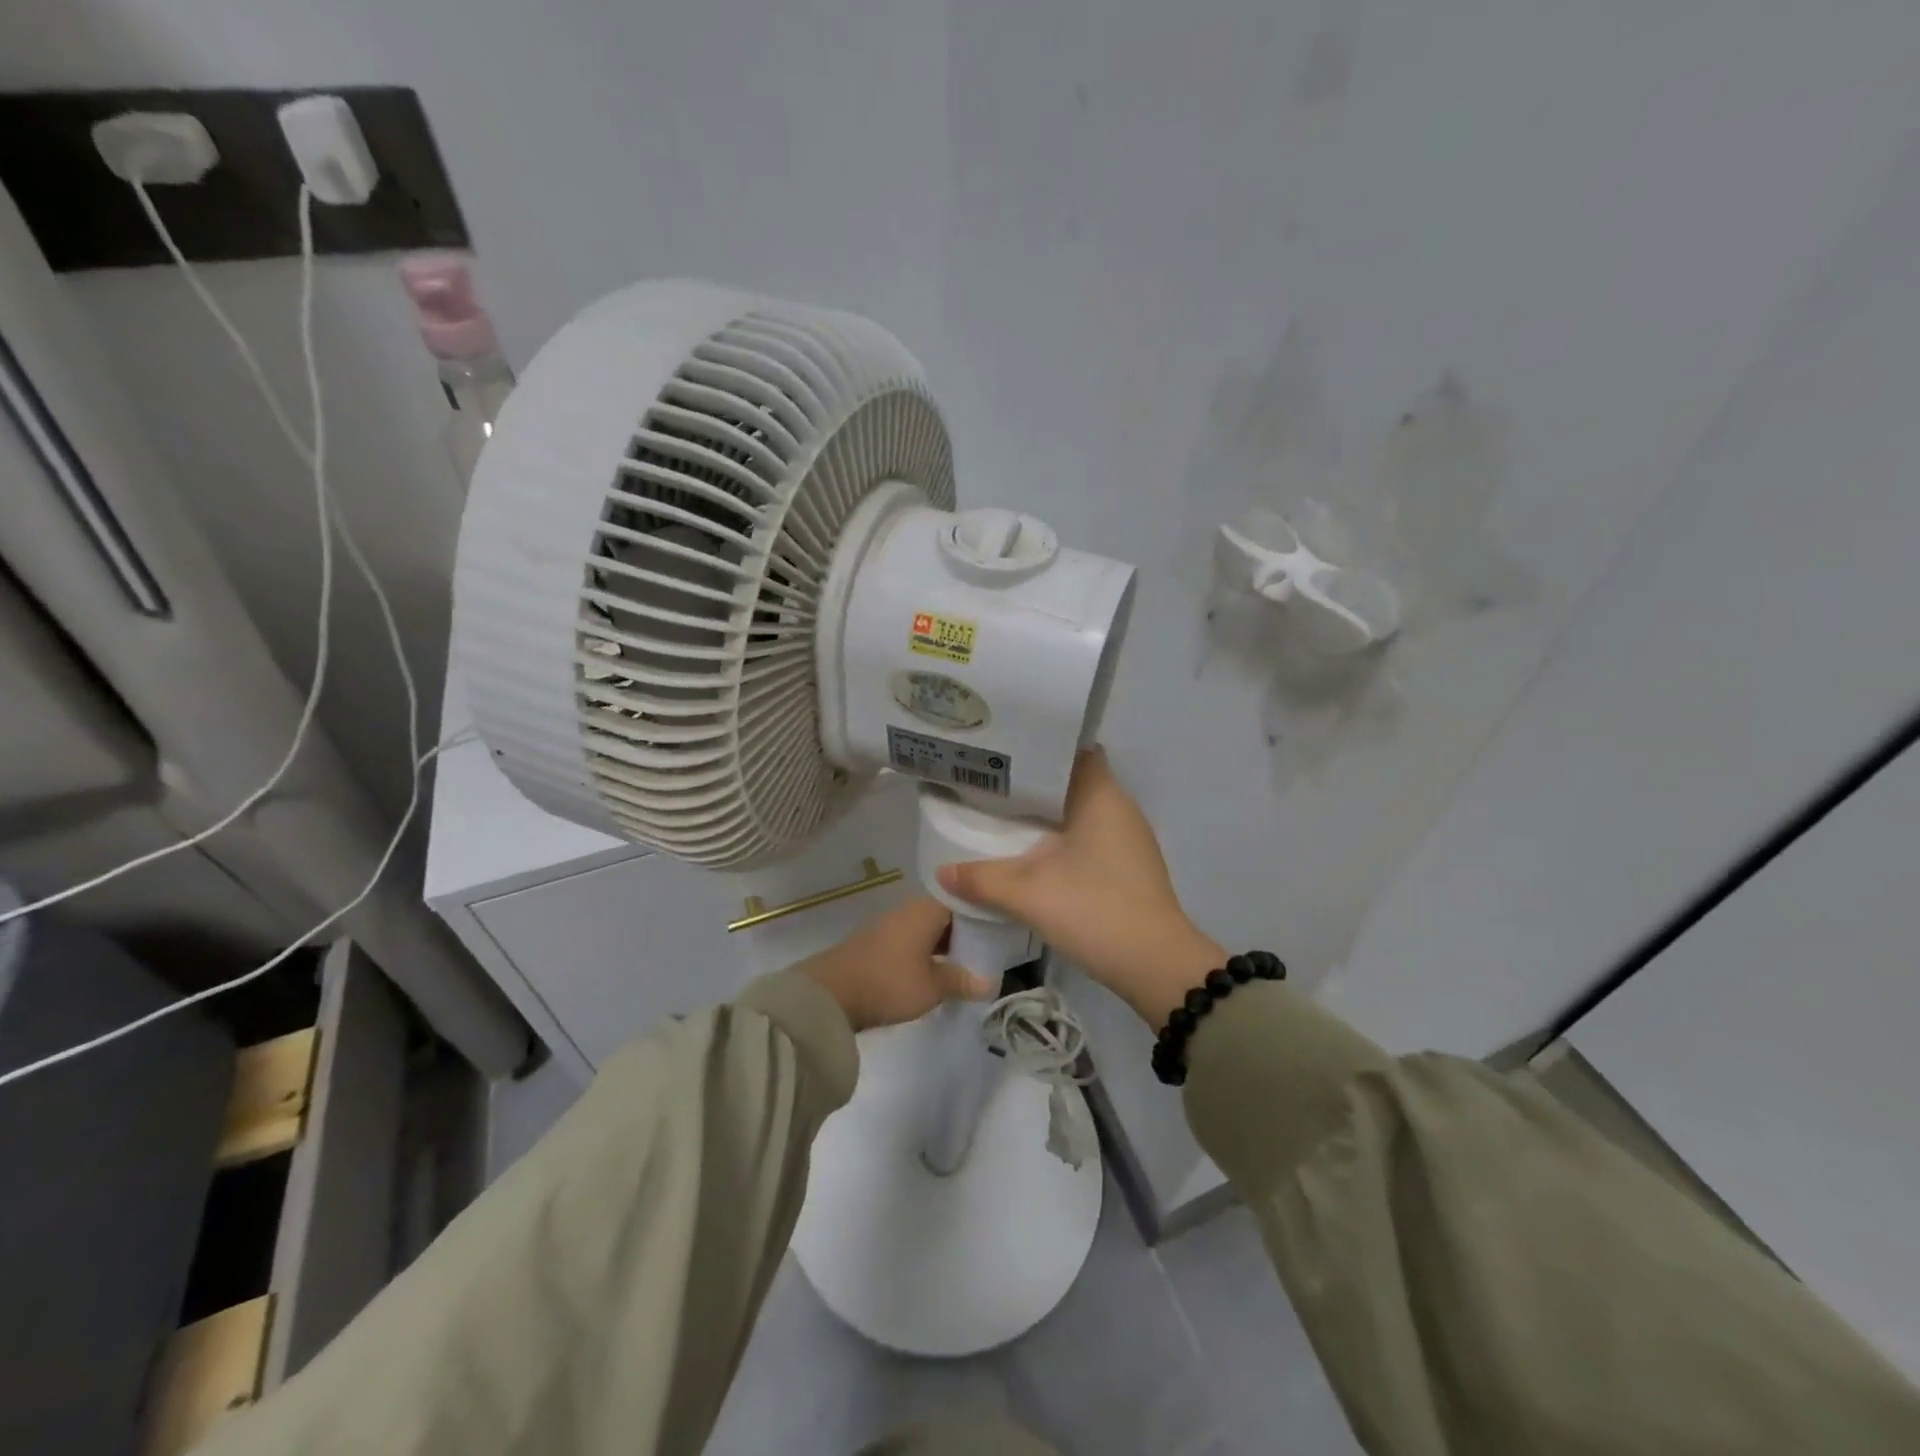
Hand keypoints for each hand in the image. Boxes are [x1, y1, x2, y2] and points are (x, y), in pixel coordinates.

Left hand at [797, 895, 996, 1032]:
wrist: (829, 995)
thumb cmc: (889, 982)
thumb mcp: (932, 986)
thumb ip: (962, 980)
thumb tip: (991, 982)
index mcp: (927, 909)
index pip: (965, 899)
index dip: (985, 911)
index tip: (1004, 926)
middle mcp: (910, 909)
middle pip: (947, 914)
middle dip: (968, 931)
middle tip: (993, 949)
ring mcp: (892, 926)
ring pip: (930, 929)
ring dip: (947, 943)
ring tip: (970, 962)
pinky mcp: (878, 944)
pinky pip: (914, 941)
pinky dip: (929, 951)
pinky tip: (938, 969)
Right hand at [936, 747, 1222, 1026]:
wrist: (1155, 966)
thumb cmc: (1094, 910)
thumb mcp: (1029, 893)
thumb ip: (982, 879)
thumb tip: (941, 873)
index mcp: (1102, 796)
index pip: (1074, 750)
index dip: (1040, 747)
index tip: (1005, 753)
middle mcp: (1120, 808)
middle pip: (1074, 781)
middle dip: (1035, 784)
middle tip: (992, 785)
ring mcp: (1129, 839)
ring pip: (1082, 812)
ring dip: (1049, 814)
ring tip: (1005, 815)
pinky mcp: (1129, 866)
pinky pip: (1090, 837)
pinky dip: (1063, 839)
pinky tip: (1034, 854)